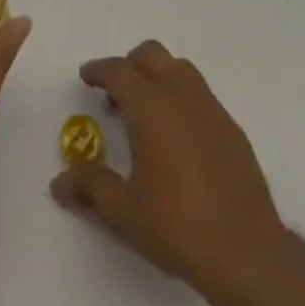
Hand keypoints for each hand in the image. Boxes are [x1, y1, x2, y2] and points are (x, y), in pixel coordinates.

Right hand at [49, 39, 290, 298]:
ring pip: (179, 69)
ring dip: (158, 77)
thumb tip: (60, 180)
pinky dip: (182, 99)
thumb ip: (91, 187)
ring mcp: (210, 107)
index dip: (100, 70)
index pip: (119, 71)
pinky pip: (200, 95)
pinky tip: (179, 138)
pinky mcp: (231, 126)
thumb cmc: (176, 225)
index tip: (87, 75)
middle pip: (151, 56)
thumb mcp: (124, 211)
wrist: (245, 249)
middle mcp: (180, 94)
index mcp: (151, 105)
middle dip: (130, 66)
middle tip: (115, 95)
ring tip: (147, 114)